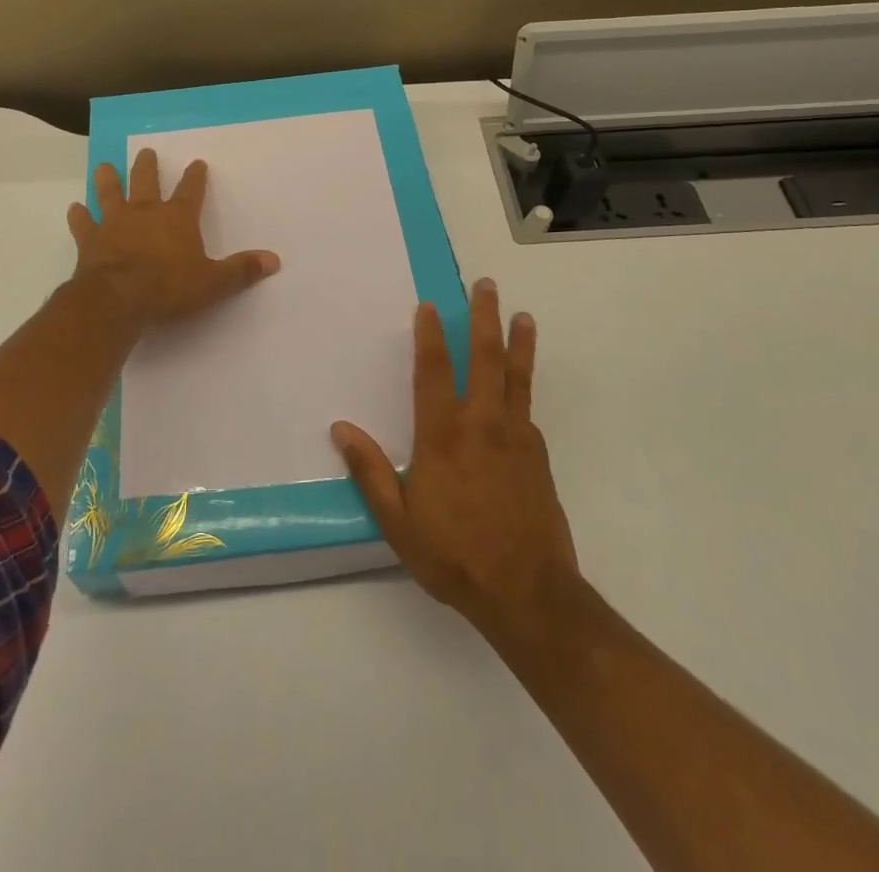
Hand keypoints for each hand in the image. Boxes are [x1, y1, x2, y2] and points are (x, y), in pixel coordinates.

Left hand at [68, 148, 280, 329]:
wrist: (118, 299)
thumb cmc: (168, 288)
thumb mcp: (213, 283)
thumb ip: (241, 270)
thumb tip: (274, 260)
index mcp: (177, 218)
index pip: (191, 190)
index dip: (195, 177)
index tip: (197, 163)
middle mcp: (145, 212)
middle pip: (146, 181)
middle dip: (147, 166)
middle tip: (146, 152)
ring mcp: (114, 223)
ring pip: (110, 193)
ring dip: (108, 180)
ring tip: (105, 166)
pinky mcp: (91, 240)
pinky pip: (83, 223)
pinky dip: (79, 216)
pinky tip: (74, 208)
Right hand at [331, 278, 579, 642]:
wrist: (528, 593)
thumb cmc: (453, 555)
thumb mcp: (397, 521)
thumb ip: (369, 471)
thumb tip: (340, 429)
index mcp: (443, 435)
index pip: (433, 370)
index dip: (430, 334)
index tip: (430, 305)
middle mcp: (481, 424)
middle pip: (484, 358)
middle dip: (485, 317)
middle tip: (487, 285)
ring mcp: (515, 437)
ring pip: (516, 377)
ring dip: (518, 342)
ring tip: (523, 315)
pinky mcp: (538, 456)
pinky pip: (527, 409)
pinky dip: (524, 386)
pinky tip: (522, 384)